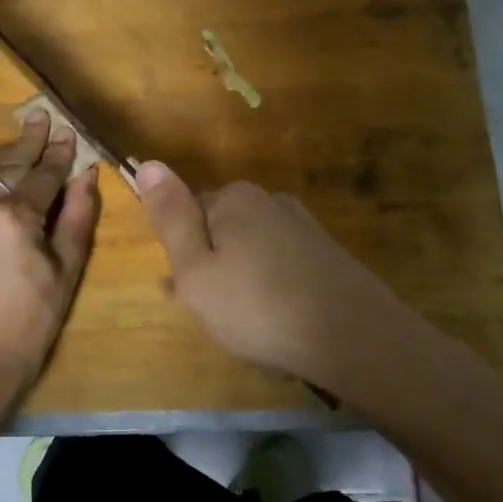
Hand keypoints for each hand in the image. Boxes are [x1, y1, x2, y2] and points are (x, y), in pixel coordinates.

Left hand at [0, 112, 100, 406]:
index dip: (59, 153)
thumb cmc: (34, 315)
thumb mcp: (67, 266)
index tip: (69, 132)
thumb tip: (87, 175)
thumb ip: (77, 215)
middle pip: (7, 161)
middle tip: (41, 118)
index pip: (42, 173)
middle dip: (29, 140)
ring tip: (19, 144)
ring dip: (0, 153)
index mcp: (14, 216)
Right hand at [136, 162, 403, 387]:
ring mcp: (303, 228)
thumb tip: (148, 164)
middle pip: (221, 235)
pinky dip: (273, 296)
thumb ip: (170, 218)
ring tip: (248, 333)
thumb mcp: (195, 269)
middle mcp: (270, 202)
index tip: (189, 294)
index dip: (183, 258)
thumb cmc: (258, 307)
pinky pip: (282, 272)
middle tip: (219, 319)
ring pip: (251, 257)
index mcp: (234, 199)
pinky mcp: (327, 256)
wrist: (354, 338)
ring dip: (242, 290)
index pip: (188, 215)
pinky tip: (279, 329)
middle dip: (213, 274)